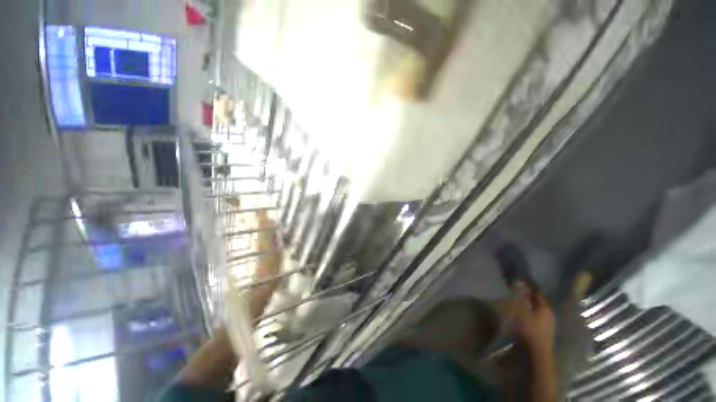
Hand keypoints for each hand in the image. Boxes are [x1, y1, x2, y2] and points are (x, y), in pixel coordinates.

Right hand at [511, 282, 554, 356]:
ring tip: (518, 299)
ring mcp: (548, 321)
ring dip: (529, 302)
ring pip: (538, 307)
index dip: (528, 285)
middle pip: (538, 299)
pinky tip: (524, 312)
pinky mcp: (545, 328)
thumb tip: (516, 284)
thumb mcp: (521, 312)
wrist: (538, 352)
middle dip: (528, 294)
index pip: (536, 291)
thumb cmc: (530, 329)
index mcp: (545, 306)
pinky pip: (537, 314)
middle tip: (517, 289)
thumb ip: (519, 298)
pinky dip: (530, 310)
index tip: (518, 280)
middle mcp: (549, 312)